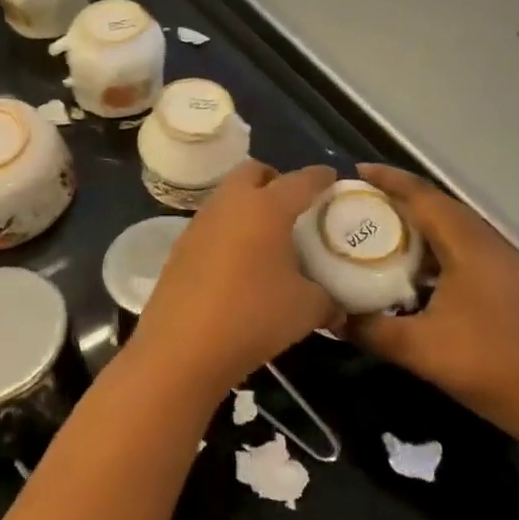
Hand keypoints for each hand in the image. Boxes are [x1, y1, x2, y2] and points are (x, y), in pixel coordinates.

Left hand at [128, 162, 339, 398]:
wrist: (182, 347)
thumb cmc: (253, 317)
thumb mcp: (306, 310)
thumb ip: (328, 300)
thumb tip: (338, 307)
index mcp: (266, 207)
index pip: (300, 181)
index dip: (320, 177)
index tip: (331, 178)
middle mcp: (230, 204)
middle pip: (253, 172)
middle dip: (274, 179)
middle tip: (292, 205)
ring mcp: (200, 223)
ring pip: (228, 196)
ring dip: (248, 204)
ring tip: (266, 236)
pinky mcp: (180, 246)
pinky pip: (212, 224)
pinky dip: (229, 230)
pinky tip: (238, 262)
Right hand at [345, 164, 518, 447]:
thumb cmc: (485, 366)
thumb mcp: (418, 349)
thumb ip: (370, 329)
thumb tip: (330, 317)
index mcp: (468, 245)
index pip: (422, 196)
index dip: (387, 180)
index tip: (353, 174)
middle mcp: (485, 241)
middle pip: (436, 203)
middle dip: (396, 195)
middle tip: (357, 199)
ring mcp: (498, 259)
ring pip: (450, 223)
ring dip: (415, 219)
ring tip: (375, 225)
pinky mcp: (502, 277)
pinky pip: (459, 243)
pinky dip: (430, 242)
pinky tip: (408, 263)